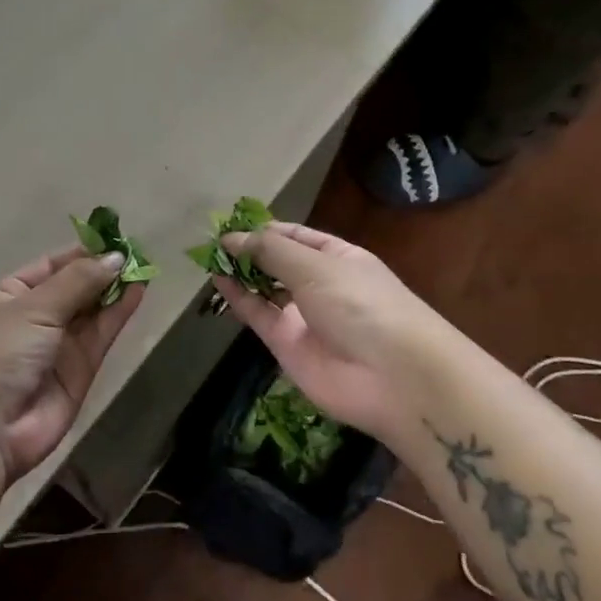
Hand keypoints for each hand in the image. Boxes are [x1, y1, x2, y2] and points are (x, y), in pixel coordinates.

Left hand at [0, 247, 141, 486]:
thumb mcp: (35, 306)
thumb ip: (78, 281)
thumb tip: (116, 257)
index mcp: (12, 295)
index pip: (52, 265)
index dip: (82, 253)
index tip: (114, 239)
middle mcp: (35, 317)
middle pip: (75, 287)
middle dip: (102, 270)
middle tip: (137, 252)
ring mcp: (59, 345)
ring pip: (92, 310)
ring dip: (115, 289)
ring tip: (144, 266)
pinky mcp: (80, 370)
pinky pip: (102, 334)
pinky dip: (119, 313)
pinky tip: (138, 291)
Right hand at [212, 223, 449, 444]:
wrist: (392, 376)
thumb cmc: (360, 304)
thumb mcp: (316, 267)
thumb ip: (270, 251)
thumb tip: (230, 238)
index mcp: (337, 257)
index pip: (295, 236)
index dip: (264, 229)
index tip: (230, 224)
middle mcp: (319, 284)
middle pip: (277, 262)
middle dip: (249, 251)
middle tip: (212, 242)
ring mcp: (302, 315)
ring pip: (264, 289)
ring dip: (240, 273)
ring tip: (209, 258)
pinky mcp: (287, 344)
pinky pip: (258, 315)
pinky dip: (239, 298)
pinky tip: (218, 280)